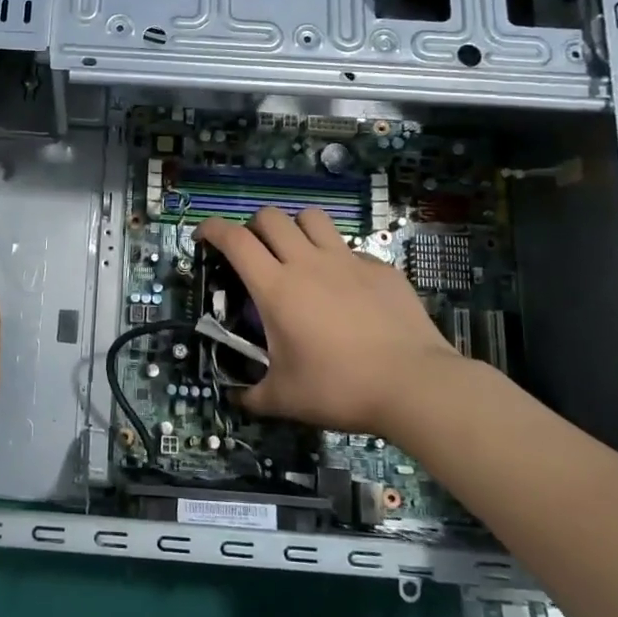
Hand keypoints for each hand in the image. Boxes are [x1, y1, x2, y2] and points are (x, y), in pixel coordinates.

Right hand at [197, 206, 459, 435]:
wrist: (414, 385)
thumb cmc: (339, 388)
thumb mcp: (285, 399)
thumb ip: (254, 395)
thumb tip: (238, 398)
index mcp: (276, 288)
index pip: (234, 240)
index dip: (212, 230)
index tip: (202, 237)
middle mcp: (308, 263)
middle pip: (271, 217)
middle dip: (253, 227)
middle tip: (253, 252)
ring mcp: (348, 261)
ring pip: (312, 218)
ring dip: (295, 228)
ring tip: (296, 253)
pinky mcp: (381, 269)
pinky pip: (349, 248)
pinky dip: (336, 258)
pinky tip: (344, 288)